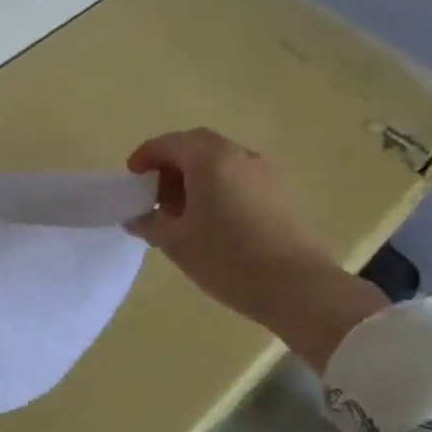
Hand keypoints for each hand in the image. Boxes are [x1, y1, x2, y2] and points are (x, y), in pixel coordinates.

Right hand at [126, 128, 385, 364]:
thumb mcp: (176, 242)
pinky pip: (239, 177)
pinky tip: (213, 221)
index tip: (132, 179)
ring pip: (220, 161)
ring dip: (195, 177)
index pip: (169, 143)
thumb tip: (135, 216)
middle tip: (155, 195)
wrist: (299, 289)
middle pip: (196, 147)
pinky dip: (218, 187)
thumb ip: (149, 222)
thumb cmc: (228, 259)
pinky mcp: (281, 193)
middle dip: (171, 165)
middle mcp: (239, 154)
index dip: (145, 157)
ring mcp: (265, 172)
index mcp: (210, 158)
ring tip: (182, 212)